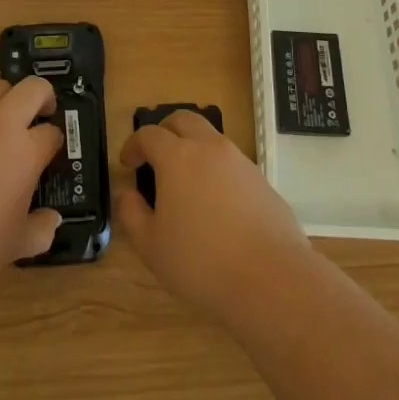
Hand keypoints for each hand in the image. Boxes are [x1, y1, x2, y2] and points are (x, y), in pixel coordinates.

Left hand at [0, 78, 64, 300]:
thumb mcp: (14, 247)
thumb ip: (40, 230)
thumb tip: (51, 220)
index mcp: (25, 151)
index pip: (53, 133)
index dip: (54, 143)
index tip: (50, 155)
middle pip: (33, 88)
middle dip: (43, 98)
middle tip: (39, 118)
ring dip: (4, 103)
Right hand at [115, 109, 310, 319]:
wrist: (272, 279)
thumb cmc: (201, 263)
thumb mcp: (152, 247)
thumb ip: (132, 214)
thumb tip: (126, 193)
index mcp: (178, 157)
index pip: (150, 134)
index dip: (134, 145)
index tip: (127, 163)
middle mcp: (209, 148)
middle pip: (183, 120)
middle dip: (164, 131)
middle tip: (154, 155)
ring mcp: (240, 161)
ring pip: (210, 137)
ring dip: (192, 147)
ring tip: (185, 180)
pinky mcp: (261, 180)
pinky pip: (231, 162)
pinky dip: (216, 169)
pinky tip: (215, 202)